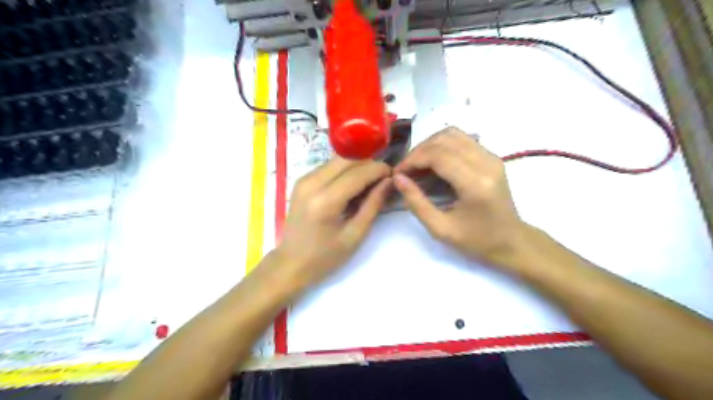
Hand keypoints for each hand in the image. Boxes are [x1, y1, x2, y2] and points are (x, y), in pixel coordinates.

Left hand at [272, 157, 389, 293]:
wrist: (291, 263)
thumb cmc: (325, 257)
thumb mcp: (355, 235)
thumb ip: (373, 205)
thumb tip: (389, 181)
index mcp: (325, 201)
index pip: (357, 173)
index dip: (378, 170)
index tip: (394, 174)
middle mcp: (311, 183)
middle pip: (347, 160)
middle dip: (369, 165)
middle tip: (383, 178)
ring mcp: (304, 180)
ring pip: (338, 160)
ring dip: (357, 166)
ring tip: (370, 182)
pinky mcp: (301, 181)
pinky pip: (329, 167)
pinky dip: (345, 171)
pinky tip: (352, 185)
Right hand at [393, 127, 524, 266]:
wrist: (511, 242)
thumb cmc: (476, 241)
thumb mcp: (440, 229)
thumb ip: (416, 202)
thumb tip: (397, 178)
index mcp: (475, 184)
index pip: (438, 155)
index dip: (413, 160)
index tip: (397, 173)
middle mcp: (486, 163)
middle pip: (444, 139)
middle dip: (418, 151)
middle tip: (405, 170)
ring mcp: (491, 157)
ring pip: (453, 134)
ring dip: (430, 146)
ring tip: (417, 165)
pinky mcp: (492, 157)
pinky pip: (462, 139)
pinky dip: (442, 146)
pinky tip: (434, 163)